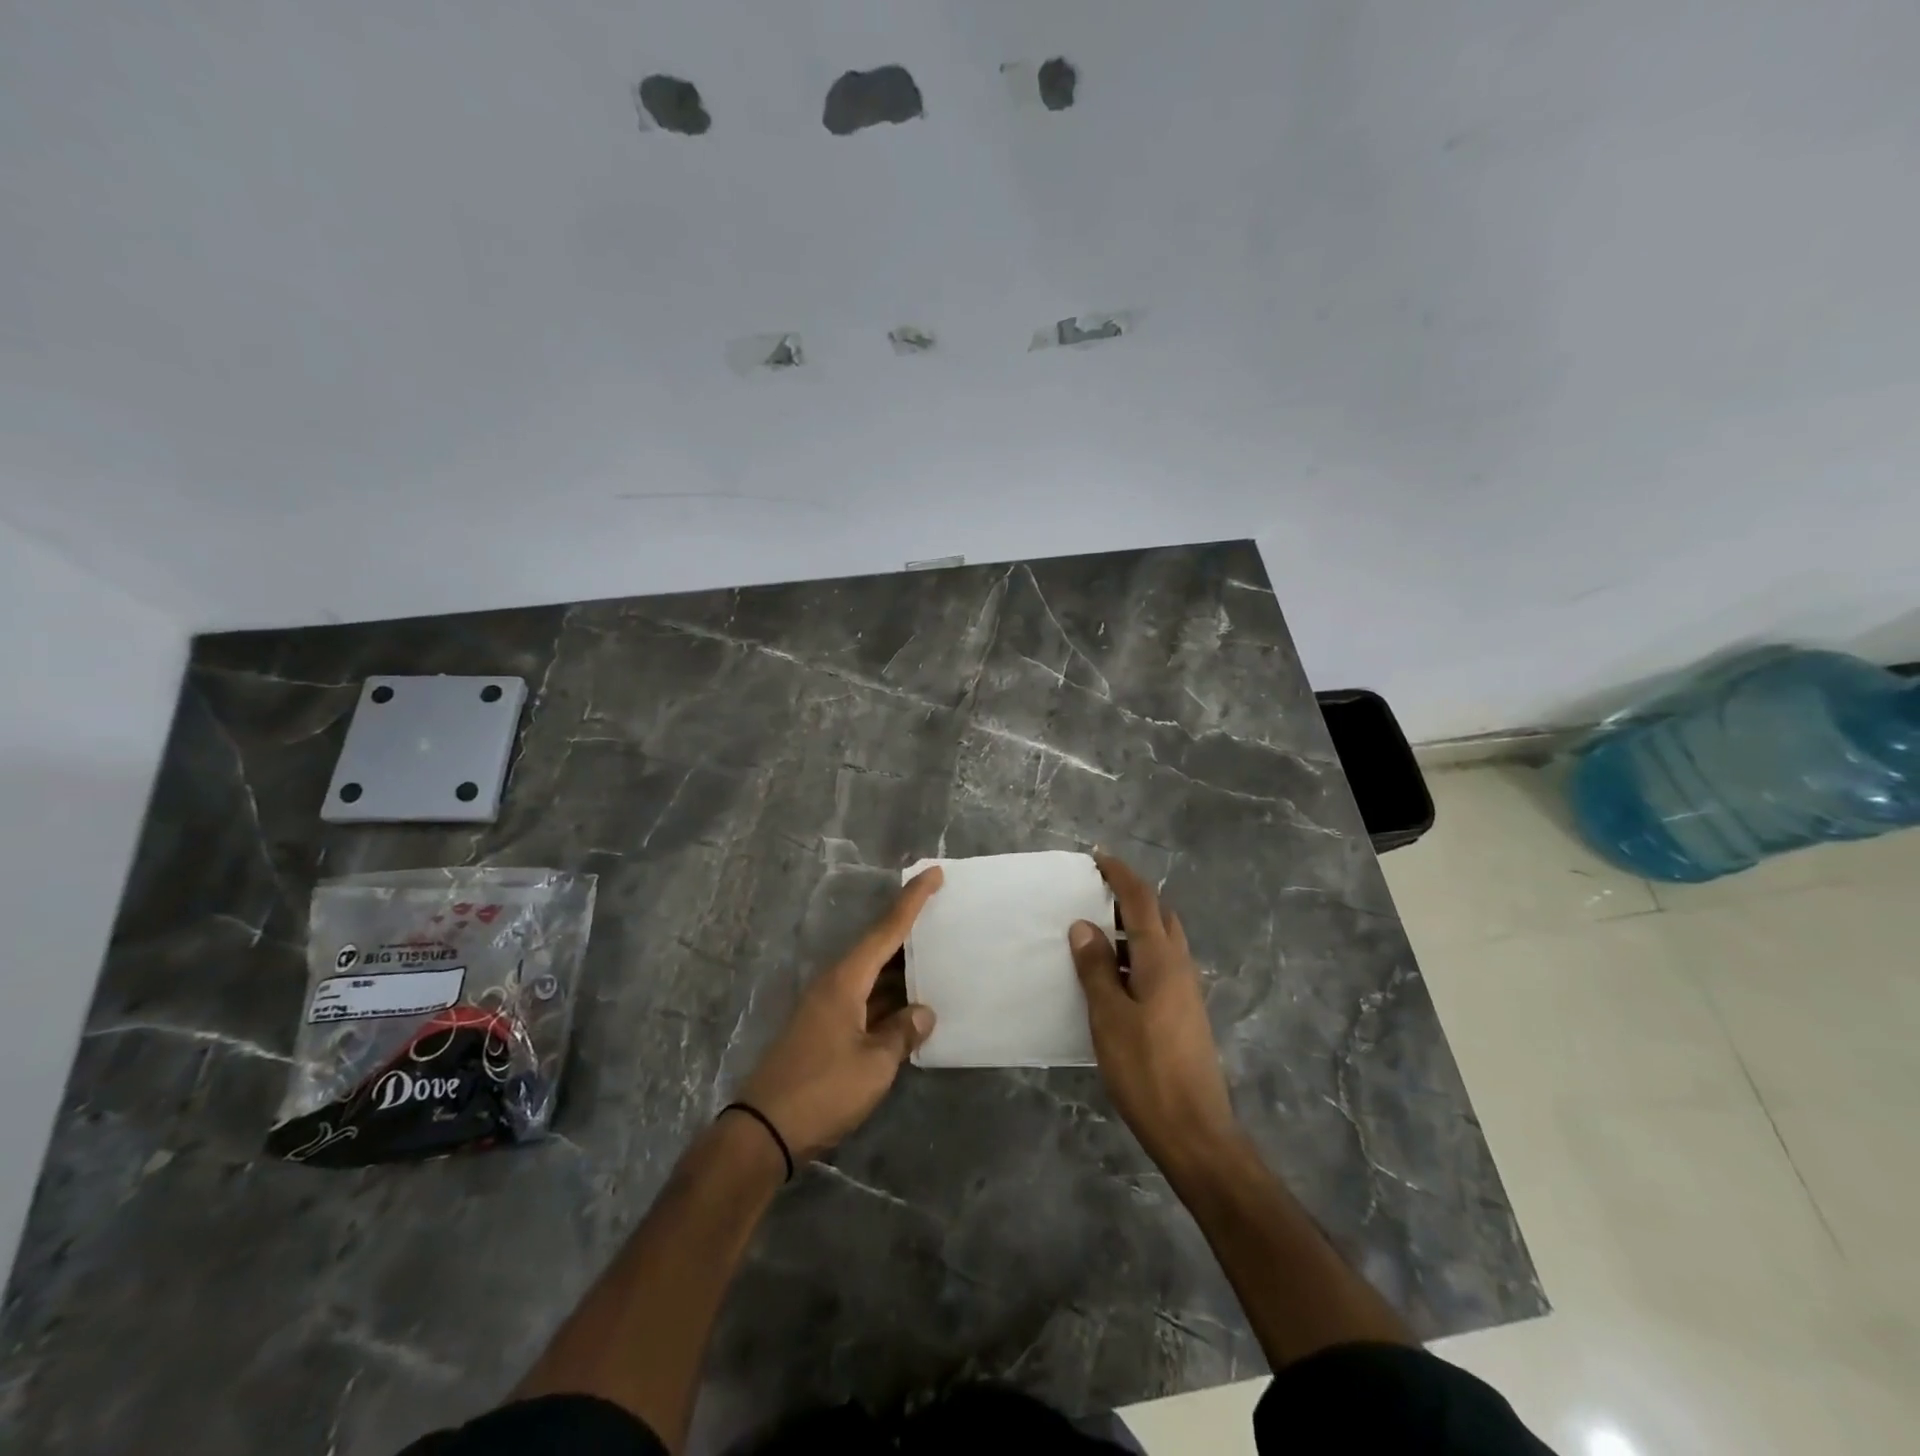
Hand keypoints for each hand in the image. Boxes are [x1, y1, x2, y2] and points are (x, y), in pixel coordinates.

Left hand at [738, 867, 942, 1161]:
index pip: (886, 929)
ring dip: (902, 971)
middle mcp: (834, 984)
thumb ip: (902, 1033)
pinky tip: (911, 1008)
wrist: (764, 1131)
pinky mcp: (824, 1030)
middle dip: (910, 933)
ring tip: (938, 959)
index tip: (933, 873)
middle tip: (945, 916)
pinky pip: (864, 1001)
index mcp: (845, 980)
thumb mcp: (874, 1064)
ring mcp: (826, 1008)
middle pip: (879, 949)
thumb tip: (922, 1013)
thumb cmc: (823, 1089)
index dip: (912, 901)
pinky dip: (889, 1000)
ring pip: (872, 977)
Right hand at [1069, 853, 1238, 1176]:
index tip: (1098, 857)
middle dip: (1131, 895)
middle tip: (1095, 891)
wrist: (1195, 1130)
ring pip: (1162, 940)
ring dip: (1135, 925)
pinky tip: (1115, 973)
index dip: (1120, 875)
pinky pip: (1161, 964)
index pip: (1142, 900)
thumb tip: (1084, 925)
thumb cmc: (1146, 1070)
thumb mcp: (1109, 1017)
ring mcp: (1186, 990)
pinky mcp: (1185, 1012)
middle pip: (1159, 915)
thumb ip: (1096, 968)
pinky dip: (1138, 952)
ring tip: (1098, 928)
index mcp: (1161, 959)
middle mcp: (1180, 966)